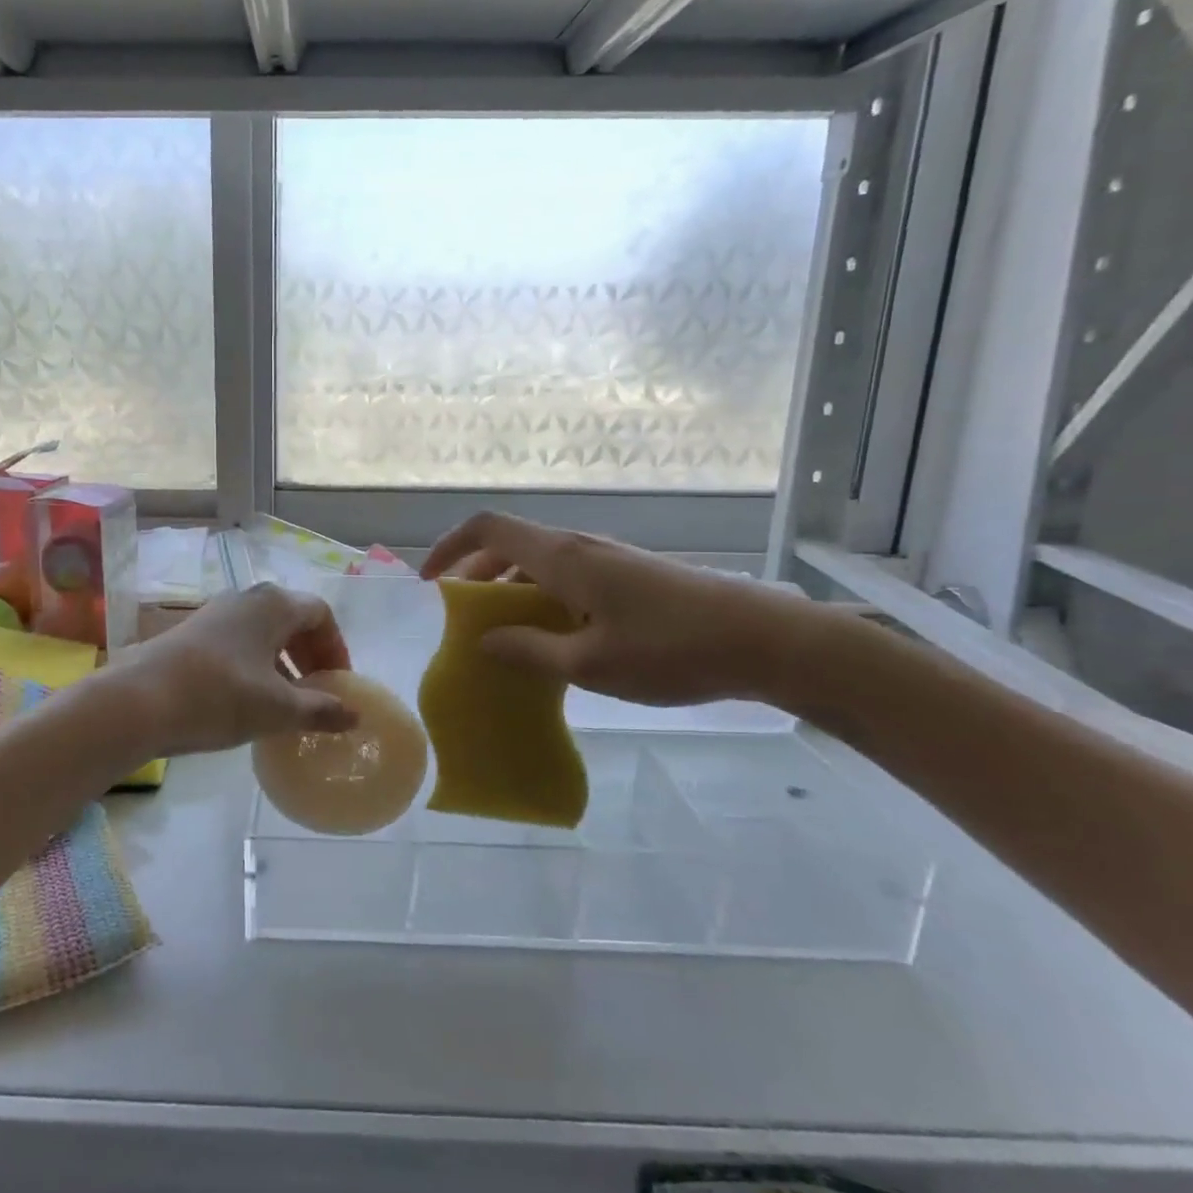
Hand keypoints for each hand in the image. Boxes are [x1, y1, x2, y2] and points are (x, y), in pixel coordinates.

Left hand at [114, 584, 355, 757]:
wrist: (138, 701)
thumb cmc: (219, 696)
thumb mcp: (277, 708)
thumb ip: (320, 709)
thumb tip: (354, 714)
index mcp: (273, 605)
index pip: (320, 614)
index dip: (336, 648)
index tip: (338, 684)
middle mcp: (246, 599)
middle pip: (292, 619)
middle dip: (311, 654)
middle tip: (318, 691)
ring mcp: (216, 614)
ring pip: (263, 632)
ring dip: (283, 662)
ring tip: (287, 701)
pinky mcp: (193, 634)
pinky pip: (239, 642)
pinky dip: (256, 665)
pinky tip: (250, 700)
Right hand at [420, 512, 815, 707]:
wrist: (763, 640)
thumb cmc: (671, 650)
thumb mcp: (591, 664)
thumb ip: (530, 651)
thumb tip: (484, 641)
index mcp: (562, 557)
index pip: (488, 528)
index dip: (450, 546)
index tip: (429, 582)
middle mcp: (578, 547)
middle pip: (510, 546)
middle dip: (476, 578)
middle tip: (463, 622)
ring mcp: (605, 560)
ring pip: (538, 564)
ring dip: (510, 593)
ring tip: (503, 639)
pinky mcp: (626, 576)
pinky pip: (566, 579)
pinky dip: (541, 601)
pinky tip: (553, 642)